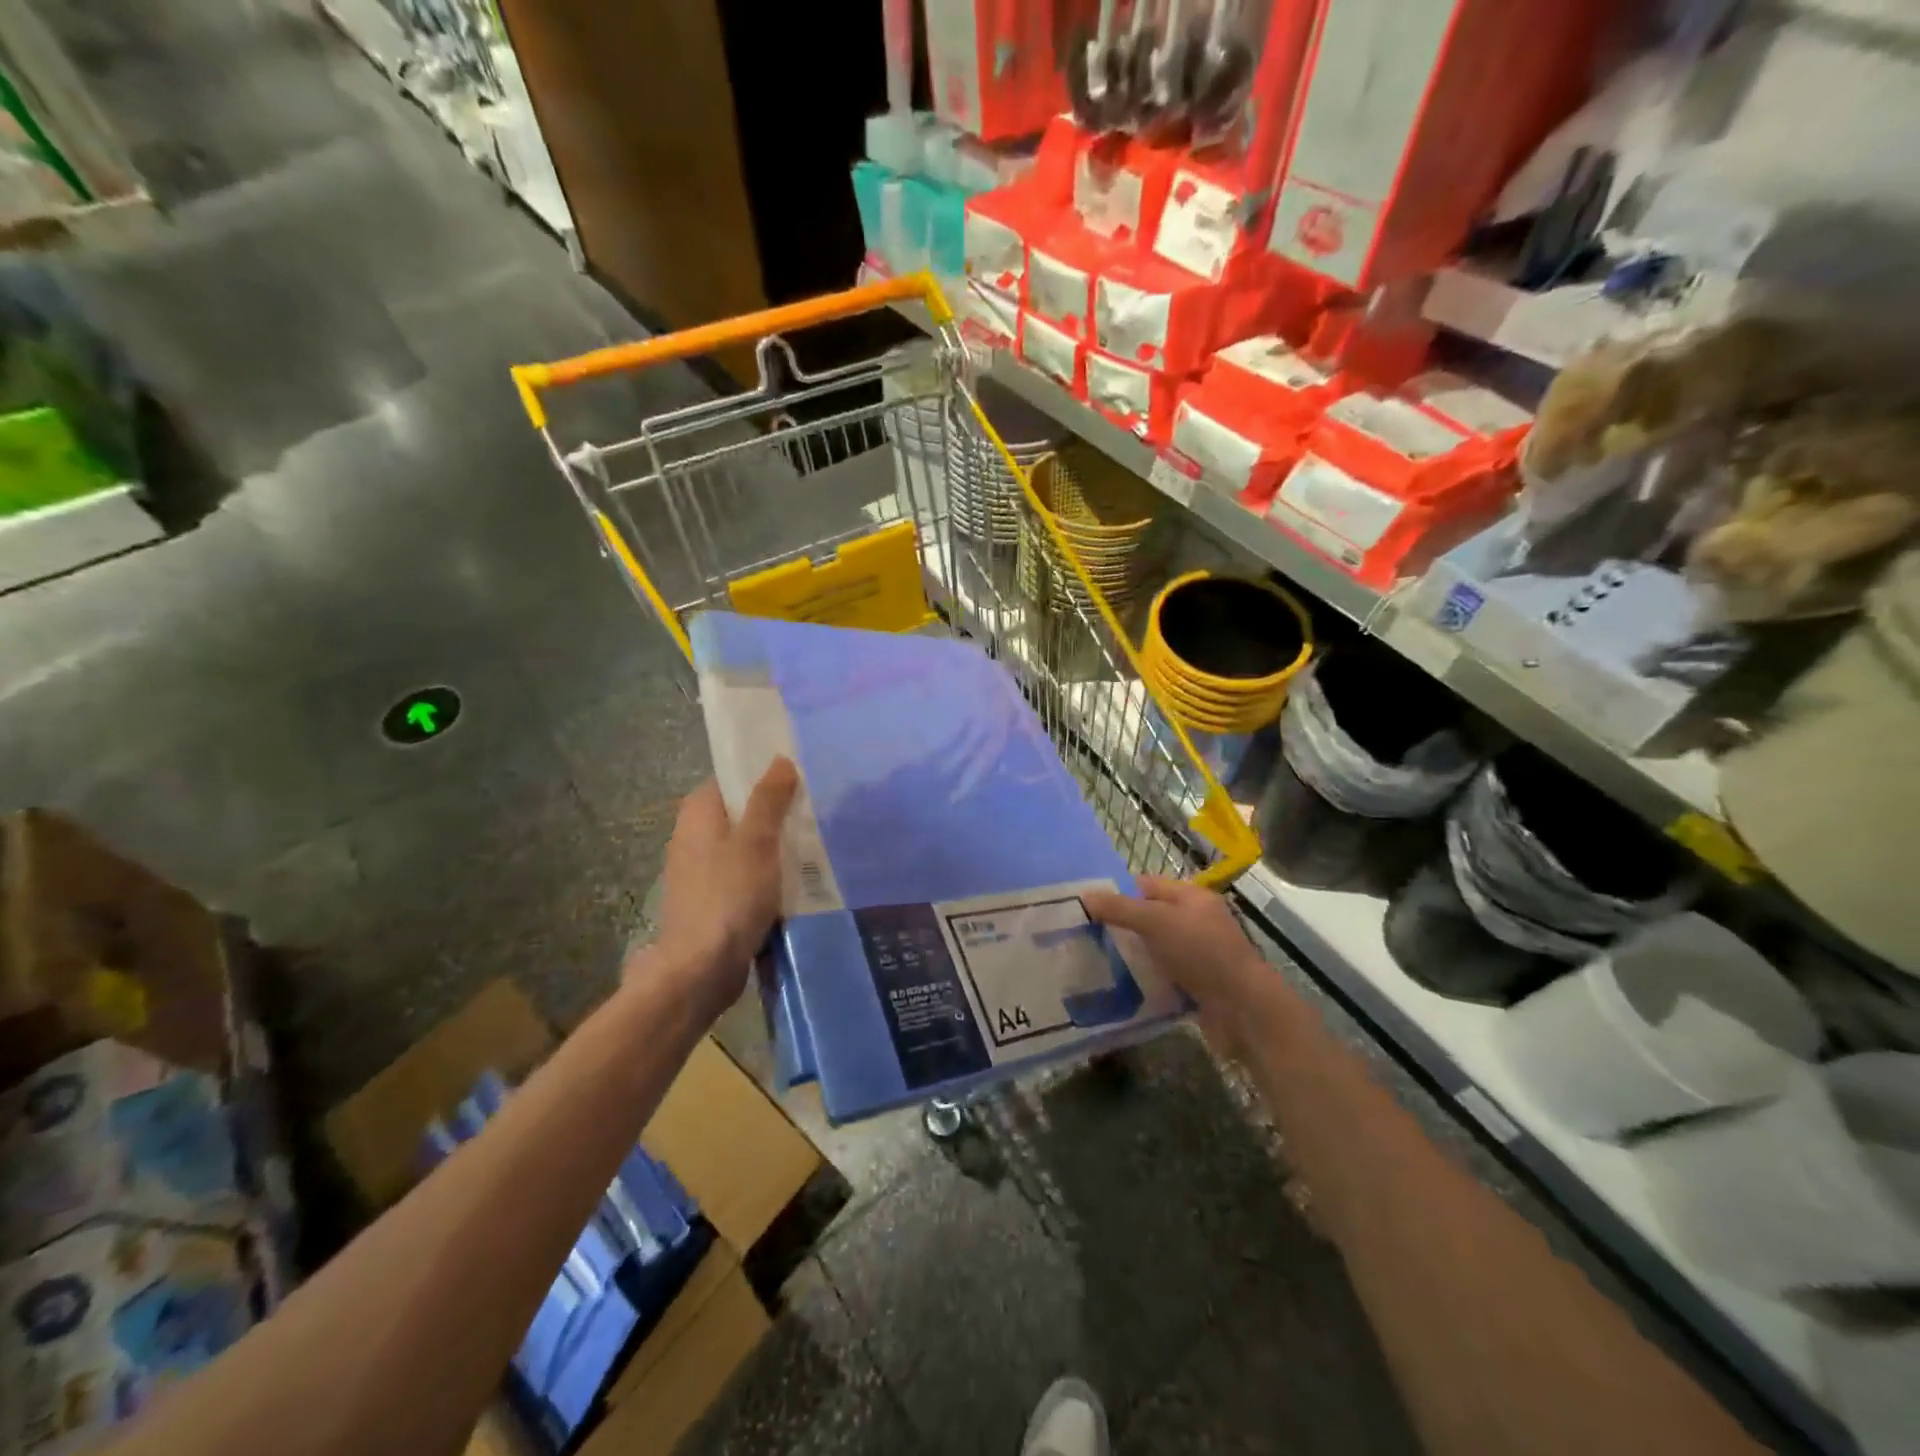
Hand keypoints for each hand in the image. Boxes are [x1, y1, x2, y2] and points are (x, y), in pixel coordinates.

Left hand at [640, 759, 799, 1015]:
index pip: (732, 779)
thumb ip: (768, 799)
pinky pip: (747, 876)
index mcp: (698, 814)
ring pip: (747, 846)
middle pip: (741, 812)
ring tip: (817, 842)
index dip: (763, 774)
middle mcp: (694, 837)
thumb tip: (780, 759)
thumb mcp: (756, 841)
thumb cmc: (729, 896)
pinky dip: (769, 874)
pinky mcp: (714, 901)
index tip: (800, 774)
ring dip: (776, 846)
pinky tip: (798, 880)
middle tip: (817, 808)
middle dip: (776, 811)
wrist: (701, 969)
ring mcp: (702, 872)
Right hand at [1083, 876, 1268, 1056]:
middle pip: (1151, 917)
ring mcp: (1199, 955)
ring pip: (1156, 948)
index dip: (1120, 892)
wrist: (1243, 1009)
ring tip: (1097, 961)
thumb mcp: (1156, 922)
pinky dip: (1146, 979)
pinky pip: (1164, 975)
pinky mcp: (1198, 985)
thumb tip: (1085, 896)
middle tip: (1088, 935)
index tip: (1088, 907)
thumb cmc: (1201, 952)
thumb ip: (1120, 909)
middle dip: (1123, 926)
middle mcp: (1197, 922)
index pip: (1148, 885)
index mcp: (1192, 897)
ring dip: (1133, 955)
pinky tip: (1122, 986)